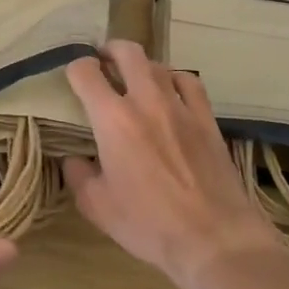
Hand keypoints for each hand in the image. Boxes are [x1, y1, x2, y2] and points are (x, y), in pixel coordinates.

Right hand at [63, 39, 280, 288]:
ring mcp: (180, 106)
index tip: (74, 78)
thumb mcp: (98, 207)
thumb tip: (74, 159)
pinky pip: (189, 82)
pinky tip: (171, 90)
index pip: (86, 72)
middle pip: (127, 52)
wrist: (214, 238)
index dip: (75, 68)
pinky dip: (175, 78)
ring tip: (134, 79)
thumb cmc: (149, 224)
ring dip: (141, 66)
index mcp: (112, 119)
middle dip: (109, 50)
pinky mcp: (206, 119)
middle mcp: (145, 100)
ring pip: (158, 64)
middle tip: (103, 62)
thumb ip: (79, 176)